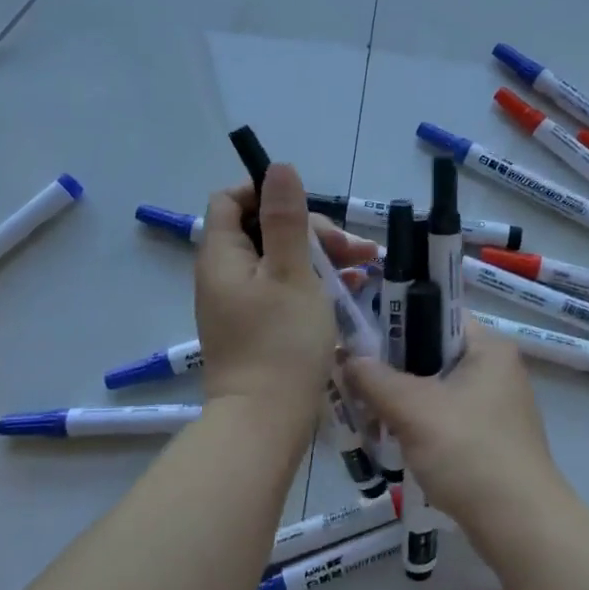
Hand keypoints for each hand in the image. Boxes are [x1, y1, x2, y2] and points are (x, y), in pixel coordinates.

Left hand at [195, 163, 377, 420]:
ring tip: (365, 267)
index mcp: (223, 256)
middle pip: (263, 230)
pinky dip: (315, 284)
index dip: (266, 192)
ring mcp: (241, 304)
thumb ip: (285, 219)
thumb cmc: (281, 342)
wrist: (266, 422)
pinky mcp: (258, 327)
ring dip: (321, 257)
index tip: (307, 206)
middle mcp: (225, 275)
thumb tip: (278, 167)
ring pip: (281, 261)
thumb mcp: (292, 272)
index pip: (231, 201)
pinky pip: (285, 290)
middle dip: (311, 231)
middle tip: (352, 249)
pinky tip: (352, 290)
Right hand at [343, 324, 560, 531]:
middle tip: (353, 378)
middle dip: (392, 366)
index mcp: (489, 347)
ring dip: (402, 400)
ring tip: (366, 413)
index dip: (397, 318)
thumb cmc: (469, 452)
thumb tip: (347, 358)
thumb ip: (375, 379)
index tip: (359, 335)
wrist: (521, 525)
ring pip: (437, 389)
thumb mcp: (413, 409)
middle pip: (434, 353)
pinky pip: (446, 418)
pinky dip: (419, 424)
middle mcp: (497, 369)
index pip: (437, 313)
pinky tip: (392, 440)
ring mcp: (497, 406)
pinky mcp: (491, 439)